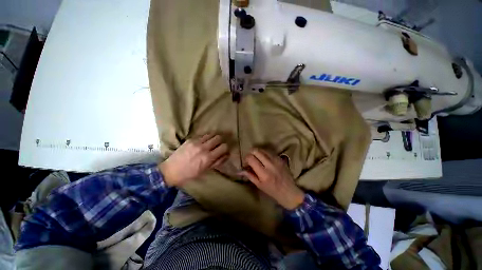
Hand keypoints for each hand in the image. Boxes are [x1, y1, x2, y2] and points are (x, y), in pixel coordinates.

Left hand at [159, 134, 228, 186]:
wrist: (171, 171)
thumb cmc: (190, 174)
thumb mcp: (205, 170)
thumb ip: (217, 162)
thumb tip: (226, 155)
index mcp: (208, 158)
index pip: (224, 147)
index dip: (226, 148)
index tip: (224, 150)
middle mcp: (203, 148)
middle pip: (218, 137)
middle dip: (220, 141)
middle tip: (218, 145)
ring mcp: (196, 142)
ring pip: (211, 134)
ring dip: (213, 138)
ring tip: (211, 143)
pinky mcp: (190, 139)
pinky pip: (202, 135)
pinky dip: (205, 138)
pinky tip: (203, 142)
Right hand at [239, 149, 304, 209]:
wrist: (289, 191)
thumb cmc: (272, 190)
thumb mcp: (259, 185)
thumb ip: (249, 175)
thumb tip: (240, 170)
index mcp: (263, 173)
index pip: (251, 158)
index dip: (246, 158)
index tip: (246, 162)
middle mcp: (270, 164)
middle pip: (256, 151)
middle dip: (251, 152)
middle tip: (250, 158)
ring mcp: (276, 160)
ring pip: (263, 149)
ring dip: (257, 152)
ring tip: (256, 157)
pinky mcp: (280, 158)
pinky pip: (269, 152)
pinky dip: (264, 153)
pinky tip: (264, 158)